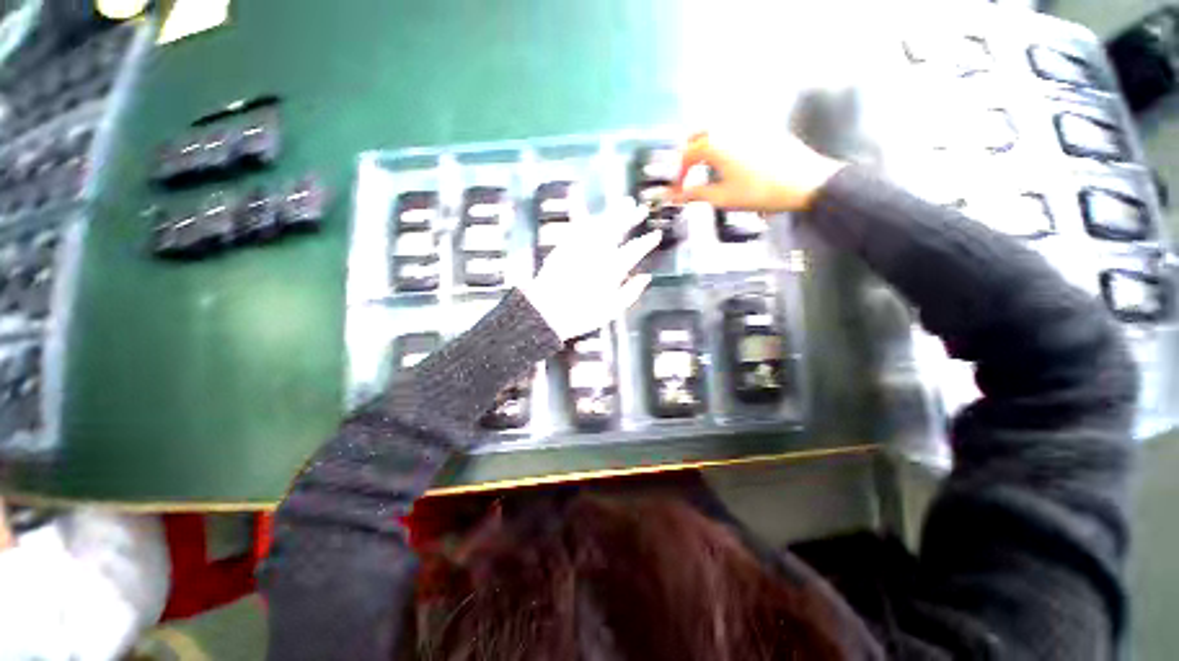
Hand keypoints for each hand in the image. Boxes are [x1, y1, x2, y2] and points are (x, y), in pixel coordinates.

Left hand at [523, 200, 661, 340]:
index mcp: (612, 269)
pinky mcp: (565, 245)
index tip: (656, 234)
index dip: (647, 242)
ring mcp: (580, 247)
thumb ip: (631, 292)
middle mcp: (598, 253)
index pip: (634, 250)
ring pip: (600, 223)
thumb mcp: (612, 310)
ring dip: (614, 212)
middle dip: (631, 218)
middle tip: (641, 209)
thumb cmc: (582, 315)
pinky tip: (594, 212)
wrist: (547, 312)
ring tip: (624, 203)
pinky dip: (588, 215)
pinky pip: (578, 225)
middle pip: (618, 230)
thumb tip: (646, 277)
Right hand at [672, 131, 847, 212]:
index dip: (679, 174)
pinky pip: (735, 130)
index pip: (686, 155)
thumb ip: (695, 194)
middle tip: (688, 173)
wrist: (804, 182)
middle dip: (689, 154)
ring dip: (705, 146)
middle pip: (698, 135)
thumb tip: (676, 197)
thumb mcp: (722, 197)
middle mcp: (729, 127)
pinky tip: (730, 160)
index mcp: (715, 143)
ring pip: (717, 129)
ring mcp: (748, 124)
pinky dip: (724, 143)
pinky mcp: (763, 127)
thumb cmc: (762, 190)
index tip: (679, 189)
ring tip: (707, 168)